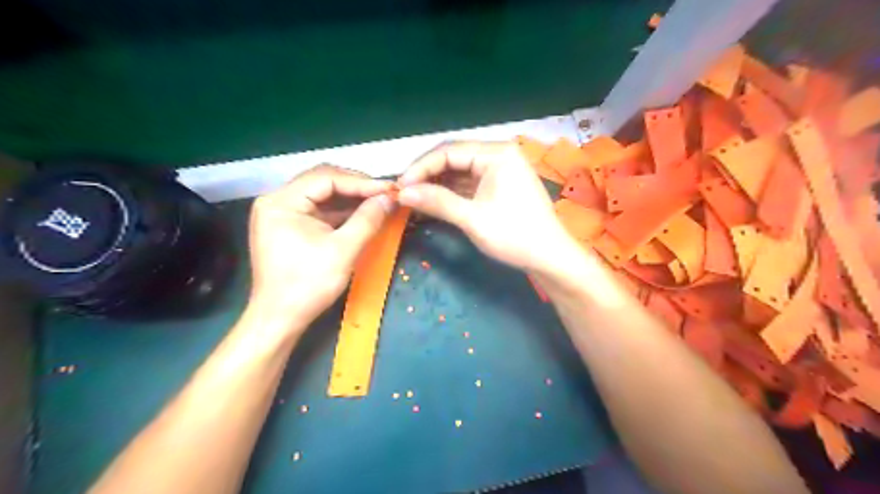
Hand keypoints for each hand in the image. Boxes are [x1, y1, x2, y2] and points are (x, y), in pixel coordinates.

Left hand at [245, 165, 394, 327]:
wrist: (280, 319)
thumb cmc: (308, 285)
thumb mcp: (343, 250)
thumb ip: (368, 219)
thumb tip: (389, 198)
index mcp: (282, 201)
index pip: (326, 178)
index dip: (361, 182)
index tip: (390, 188)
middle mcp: (277, 200)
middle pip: (323, 181)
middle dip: (356, 187)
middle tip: (385, 193)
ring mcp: (282, 213)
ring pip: (323, 195)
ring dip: (351, 198)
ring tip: (379, 201)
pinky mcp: (289, 226)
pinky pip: (319, 210)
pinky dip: (342, 212)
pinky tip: (363, 214)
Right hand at [400, 142, 577, 274]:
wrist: (549, 258)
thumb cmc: (515, 236)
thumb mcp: (472, 219)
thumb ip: (437, 201)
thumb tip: (402, 192)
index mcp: (496, 154)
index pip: (448, 151)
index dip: (420, 168)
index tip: (399, 187)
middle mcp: (498, 155)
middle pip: (453, 158)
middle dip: (427, 176)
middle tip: (403, 194)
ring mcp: (500, 170)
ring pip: (459, 172)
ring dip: (436, 185)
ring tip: (413, 199)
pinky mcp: (499, 186)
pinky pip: (468, 184)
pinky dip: (450, 193)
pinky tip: (433, 202)